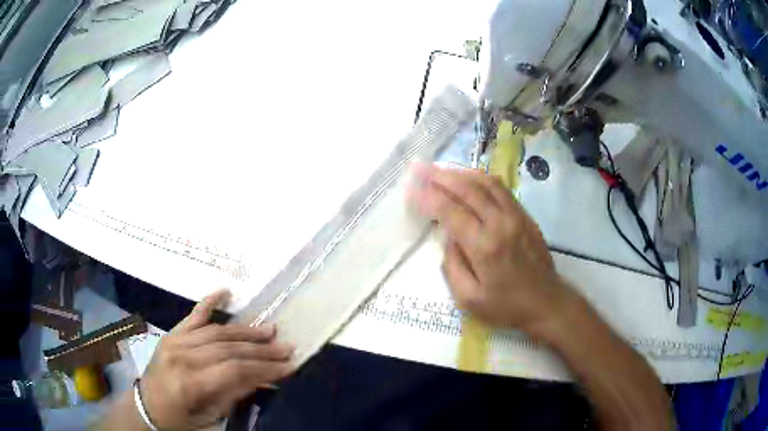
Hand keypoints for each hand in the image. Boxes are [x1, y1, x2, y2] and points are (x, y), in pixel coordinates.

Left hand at [139, 290, 293, 429]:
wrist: (146, 406)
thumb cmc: (179, 418)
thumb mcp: (209, 417)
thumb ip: (233, 395)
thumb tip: (262, 379)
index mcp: (190, 382)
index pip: (234, 370)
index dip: (264, 368)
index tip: (288, 367)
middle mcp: (182, 356)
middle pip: (228, 348)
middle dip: (261, 349)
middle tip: (285, 348)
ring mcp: (175, 341)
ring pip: (216, 331)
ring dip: (245, 331)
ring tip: (269, 331)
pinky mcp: (172, 334)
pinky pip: (193, 315)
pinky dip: (209, 302)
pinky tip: (224, 292)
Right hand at [409, 163, 569, 330]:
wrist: (546, 302)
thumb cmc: (506, 306)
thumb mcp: (469, 299)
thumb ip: (452, 267)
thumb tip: (448, 238)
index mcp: (484, 246)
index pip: (451, 211)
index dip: (428, 196)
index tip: (412, 187)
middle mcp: (500, 224)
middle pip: (468, 189)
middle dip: (441, 176)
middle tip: (422, 169)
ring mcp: (516, 216)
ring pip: (486, 183)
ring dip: (462, 173)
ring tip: (442, 170)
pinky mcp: (525, 216)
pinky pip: (501, 189)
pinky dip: (482, 178)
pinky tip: (470, 178)